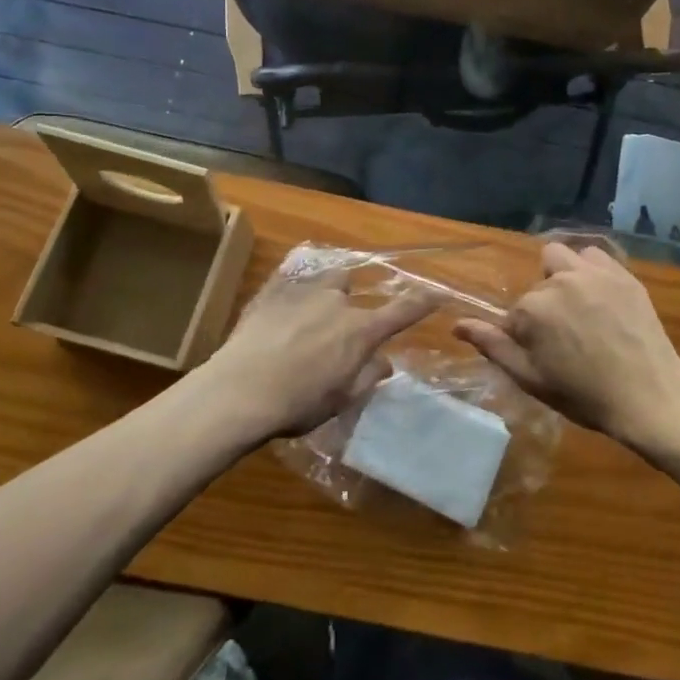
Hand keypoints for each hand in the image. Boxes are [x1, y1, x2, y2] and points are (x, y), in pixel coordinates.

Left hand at [195, 266, 434, 439]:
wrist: (240, 390)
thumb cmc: (298, 403)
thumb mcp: (341, 399)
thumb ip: (368, 376)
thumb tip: (384, 361)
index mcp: (360, 330)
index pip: (403, 311)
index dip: (423, 301)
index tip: (439, 292)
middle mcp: (337, 302)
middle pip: (352, 287)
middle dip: (349, 301)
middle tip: (335, 328)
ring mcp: (302, 292)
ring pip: (322, 277)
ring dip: (323, 289)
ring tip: (308, 311)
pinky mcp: (271, 292)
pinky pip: (288, 276)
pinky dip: (290, 285)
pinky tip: (281, 301)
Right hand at [454, 242, 679, 448]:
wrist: (650, 397)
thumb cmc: (586, 395)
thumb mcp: (532, 379)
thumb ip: (493, 346)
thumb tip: (457, 323)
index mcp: (532, 309)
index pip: (514, 314)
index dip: (526, 335)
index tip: (546, 355)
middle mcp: (558, 282)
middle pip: (536, 284)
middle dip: (543, 303)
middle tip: (565, 333)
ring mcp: (593, 273)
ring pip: (560, 257)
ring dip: (561, 276)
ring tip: (578, 306)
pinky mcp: (621, 273)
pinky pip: (594, 255)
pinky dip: (590, 269)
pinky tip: (600, 294)